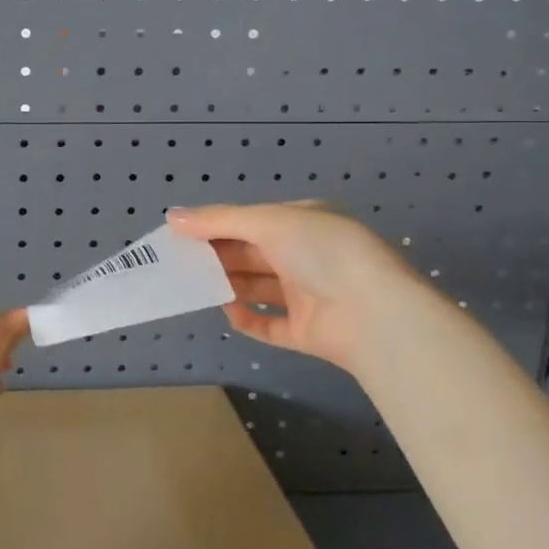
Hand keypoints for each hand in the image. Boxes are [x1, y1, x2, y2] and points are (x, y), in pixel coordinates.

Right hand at [167, 201, 431, 371]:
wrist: (375, 314)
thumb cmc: (322, 252)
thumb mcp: (268, 222)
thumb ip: (218, 220)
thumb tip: (172, 217)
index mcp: (305, 222)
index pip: (253, 221)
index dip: (218, 226)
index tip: (182, 234)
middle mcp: (308, 256)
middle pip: (252, 254)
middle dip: (218, 256)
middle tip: (180, 261)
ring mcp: (309, 295)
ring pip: (258, 287)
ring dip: (229, 285)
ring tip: (195, 285)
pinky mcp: (307, 331)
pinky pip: (269, 324)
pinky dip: (247, 319)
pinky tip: (227, 313)